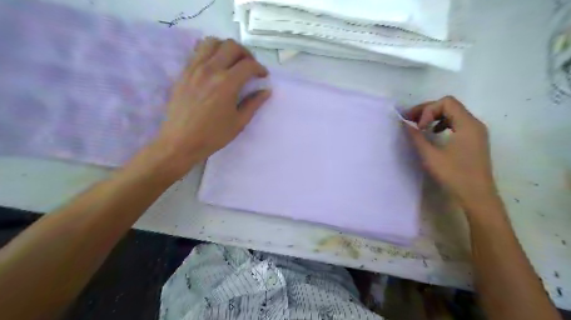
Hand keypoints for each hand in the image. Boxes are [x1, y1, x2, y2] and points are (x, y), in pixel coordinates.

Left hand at [147, 38, 271, 179]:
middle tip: (250, 67)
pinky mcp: (184, 72)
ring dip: (226, 48)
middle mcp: (210, 69)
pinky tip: (214, 66)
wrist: (180, 142)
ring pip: (212, 42)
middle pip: (232, 46)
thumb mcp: (239, 122)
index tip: (263, 76)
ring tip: (231, 62)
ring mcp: (194, 68)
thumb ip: (253, 103)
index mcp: (227, 83)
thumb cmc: (213, 135)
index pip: (248, 65)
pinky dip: (210, 52)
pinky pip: (197, 51)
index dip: (260, 68)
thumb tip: (266, 91)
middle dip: (246, 54)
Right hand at [406, 97, 495, 207]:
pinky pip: (457, 124)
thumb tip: (404, 124)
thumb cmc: (454, 175)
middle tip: (410, 119)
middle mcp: (474, 124)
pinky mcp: (473, 141)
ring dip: (434, 116)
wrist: (477, 197)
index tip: (418, 127)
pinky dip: (442, 124)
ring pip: (453, 114)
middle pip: (450, 106)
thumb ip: (416, 137)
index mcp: (467, 124)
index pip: (446, 102)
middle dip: (428, 110)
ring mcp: (476, 133)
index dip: (428, 110)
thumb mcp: (431, 156)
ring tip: (419, 126)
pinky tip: (433, 134)